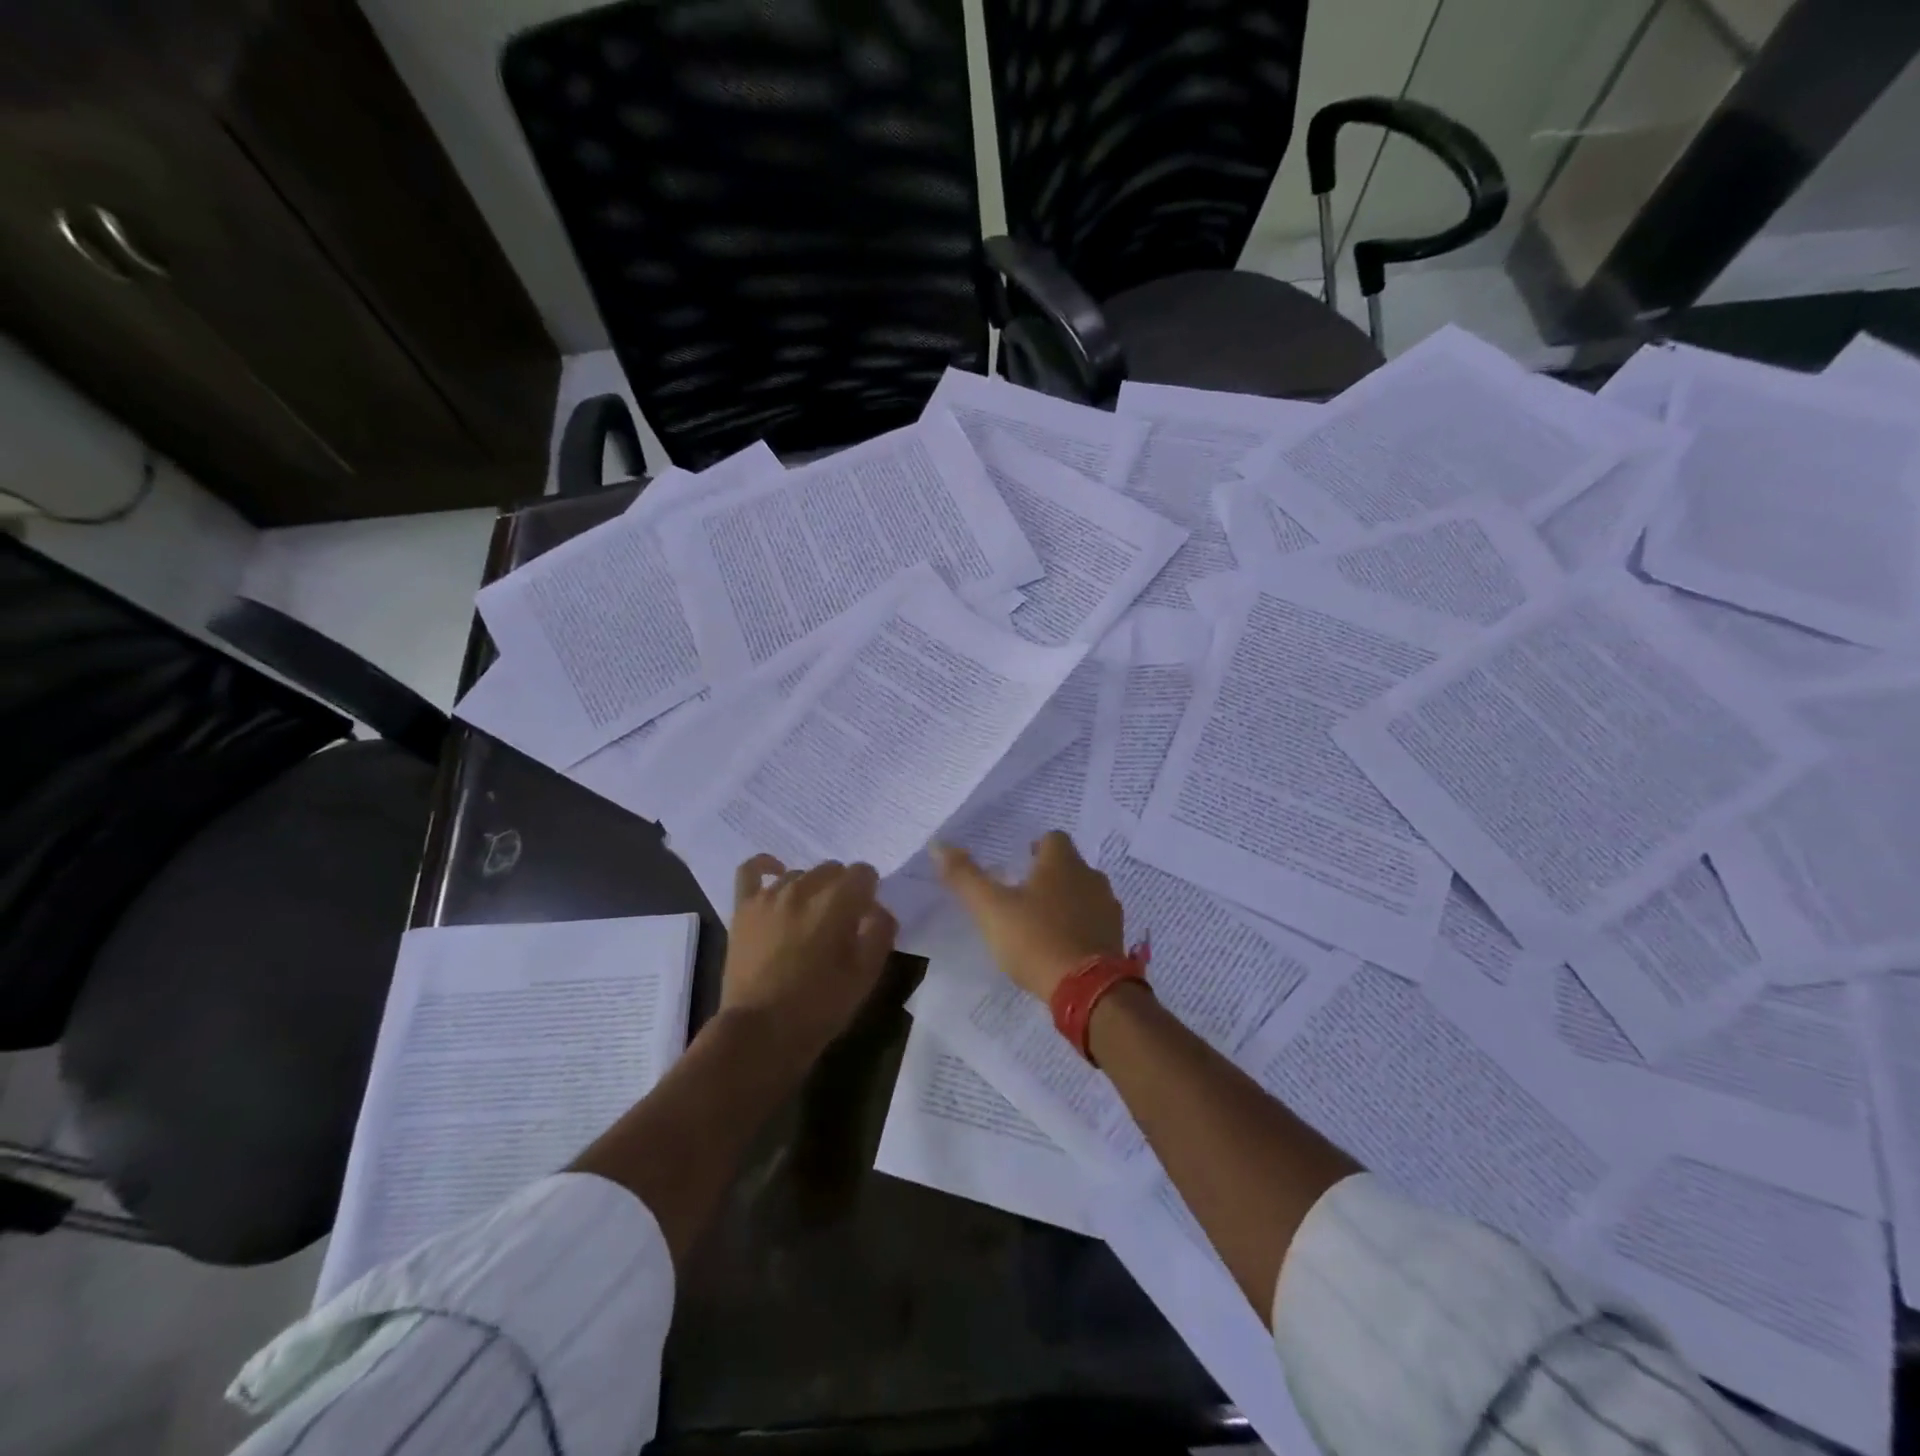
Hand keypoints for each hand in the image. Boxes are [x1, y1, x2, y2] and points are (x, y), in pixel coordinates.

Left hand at [721, 856, 897, 1062]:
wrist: (761, 1033)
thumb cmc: (819, 1006)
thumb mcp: (866, 974)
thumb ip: (880, 932)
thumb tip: (879, 909)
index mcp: (837, 902)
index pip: (864, 873)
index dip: (870, 892)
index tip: (867, 916)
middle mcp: (803, 888)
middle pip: (833, 869)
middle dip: (843, 889)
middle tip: (842, 922)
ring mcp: (769, 896)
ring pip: (800, 874)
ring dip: (812, 889)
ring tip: (811, 918)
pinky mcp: (743, 908)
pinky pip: (750, 870)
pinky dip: (765, 866)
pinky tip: (777, 873)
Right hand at [934, 832, 1123, 1001]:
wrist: (1089, 990)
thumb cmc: (1036, 939)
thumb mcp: (991, 908)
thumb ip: (964, 877)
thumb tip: (938, 844)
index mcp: (1063, 862)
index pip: (1053, 838)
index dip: (1035, 847)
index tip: (1018, 864)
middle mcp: (1091, 877)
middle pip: (1069, 865)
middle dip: (1048, 876)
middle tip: (1022, 895)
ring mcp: (1108, 908)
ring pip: (1084, 893)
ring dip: (1066, 901)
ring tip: (1040, 923)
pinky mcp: (1116, 937)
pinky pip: (1094, 922)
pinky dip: (1079, 927)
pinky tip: (1061, 947)